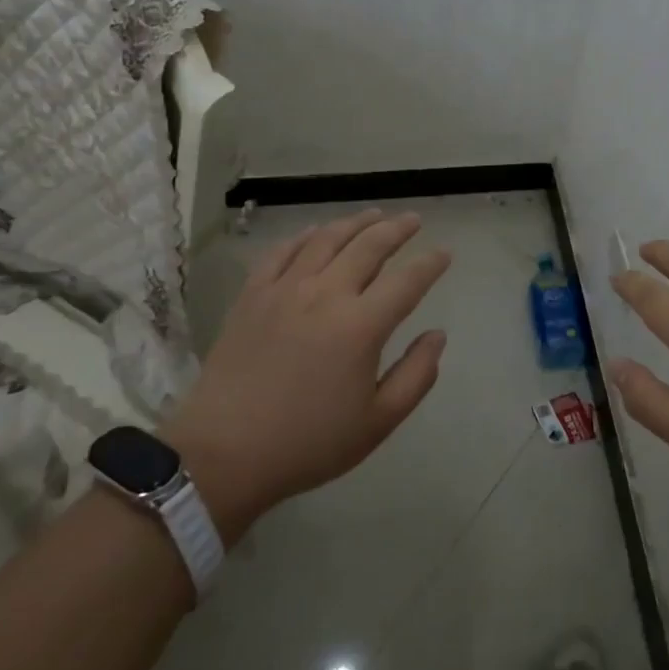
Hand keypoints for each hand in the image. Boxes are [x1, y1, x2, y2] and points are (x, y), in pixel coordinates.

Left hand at [161, 209, 450, 541]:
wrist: (223, 454)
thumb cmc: (307, 444)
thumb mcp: (377, 423)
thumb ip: (416, 376)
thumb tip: (438, 335)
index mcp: (361, 326)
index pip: (408, 281)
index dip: (430, 264)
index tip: (445, 253)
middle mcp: (326, 294)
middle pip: (369, 246)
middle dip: (397, 229)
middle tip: (413, 219)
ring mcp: (285, 289)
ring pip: (327, 239)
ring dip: (355, 222)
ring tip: (373, 215)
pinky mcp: (252, 294)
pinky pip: (282, 251)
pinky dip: (305, 235)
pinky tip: (315, 232)